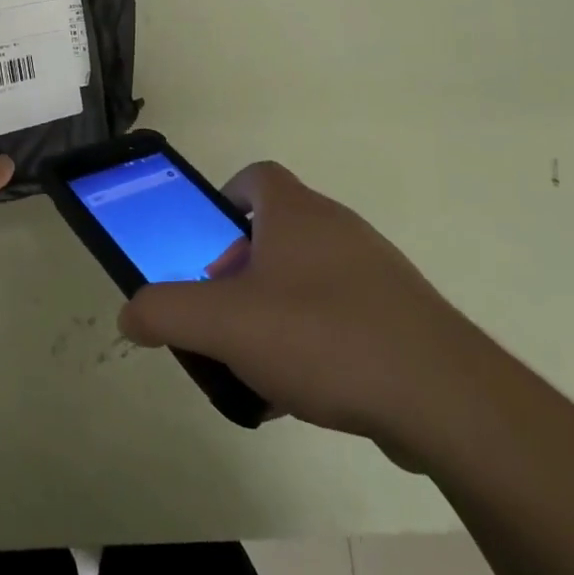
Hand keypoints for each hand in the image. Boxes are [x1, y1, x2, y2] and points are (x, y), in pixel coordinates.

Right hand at [118, 162, 492, 451]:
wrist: (445, 397)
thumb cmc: (323, 337)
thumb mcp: (226, 325)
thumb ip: (167, 312)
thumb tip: (129, 313)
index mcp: (297, 213)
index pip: (256, 177)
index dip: (225, 202)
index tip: (208, 247)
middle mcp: (338, 228)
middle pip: (276, 232)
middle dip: (241, 272)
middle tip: (226, 317)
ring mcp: (376, 271)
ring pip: (308, 278)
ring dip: (276, 311)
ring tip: (260, 365)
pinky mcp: (402, 316)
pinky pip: (342, 315)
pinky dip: (315, 342)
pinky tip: (305, 393)